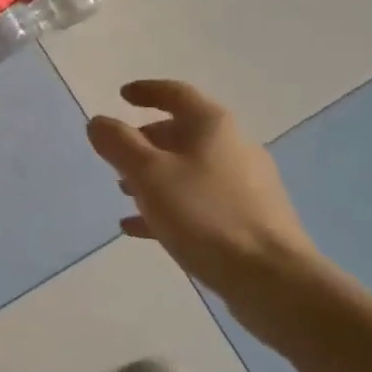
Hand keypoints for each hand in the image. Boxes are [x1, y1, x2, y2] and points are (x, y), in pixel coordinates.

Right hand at [86, 80, 330, 316]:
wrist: (273, 280)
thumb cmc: (205, 216)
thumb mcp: (149, 174)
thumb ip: (118, 144)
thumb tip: (99, 122)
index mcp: (212, 126)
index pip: (176, 93)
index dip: (146, 91)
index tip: (122, 96)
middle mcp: (233, 147)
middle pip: (183, 132)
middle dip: (146, 140)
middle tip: (118, 154)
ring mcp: (245, 185)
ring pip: (190, 169)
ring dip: (155, 175)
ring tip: (124, 191)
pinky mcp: (248, 220)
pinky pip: (199, 203)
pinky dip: (169, 206)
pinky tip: (140, 228)